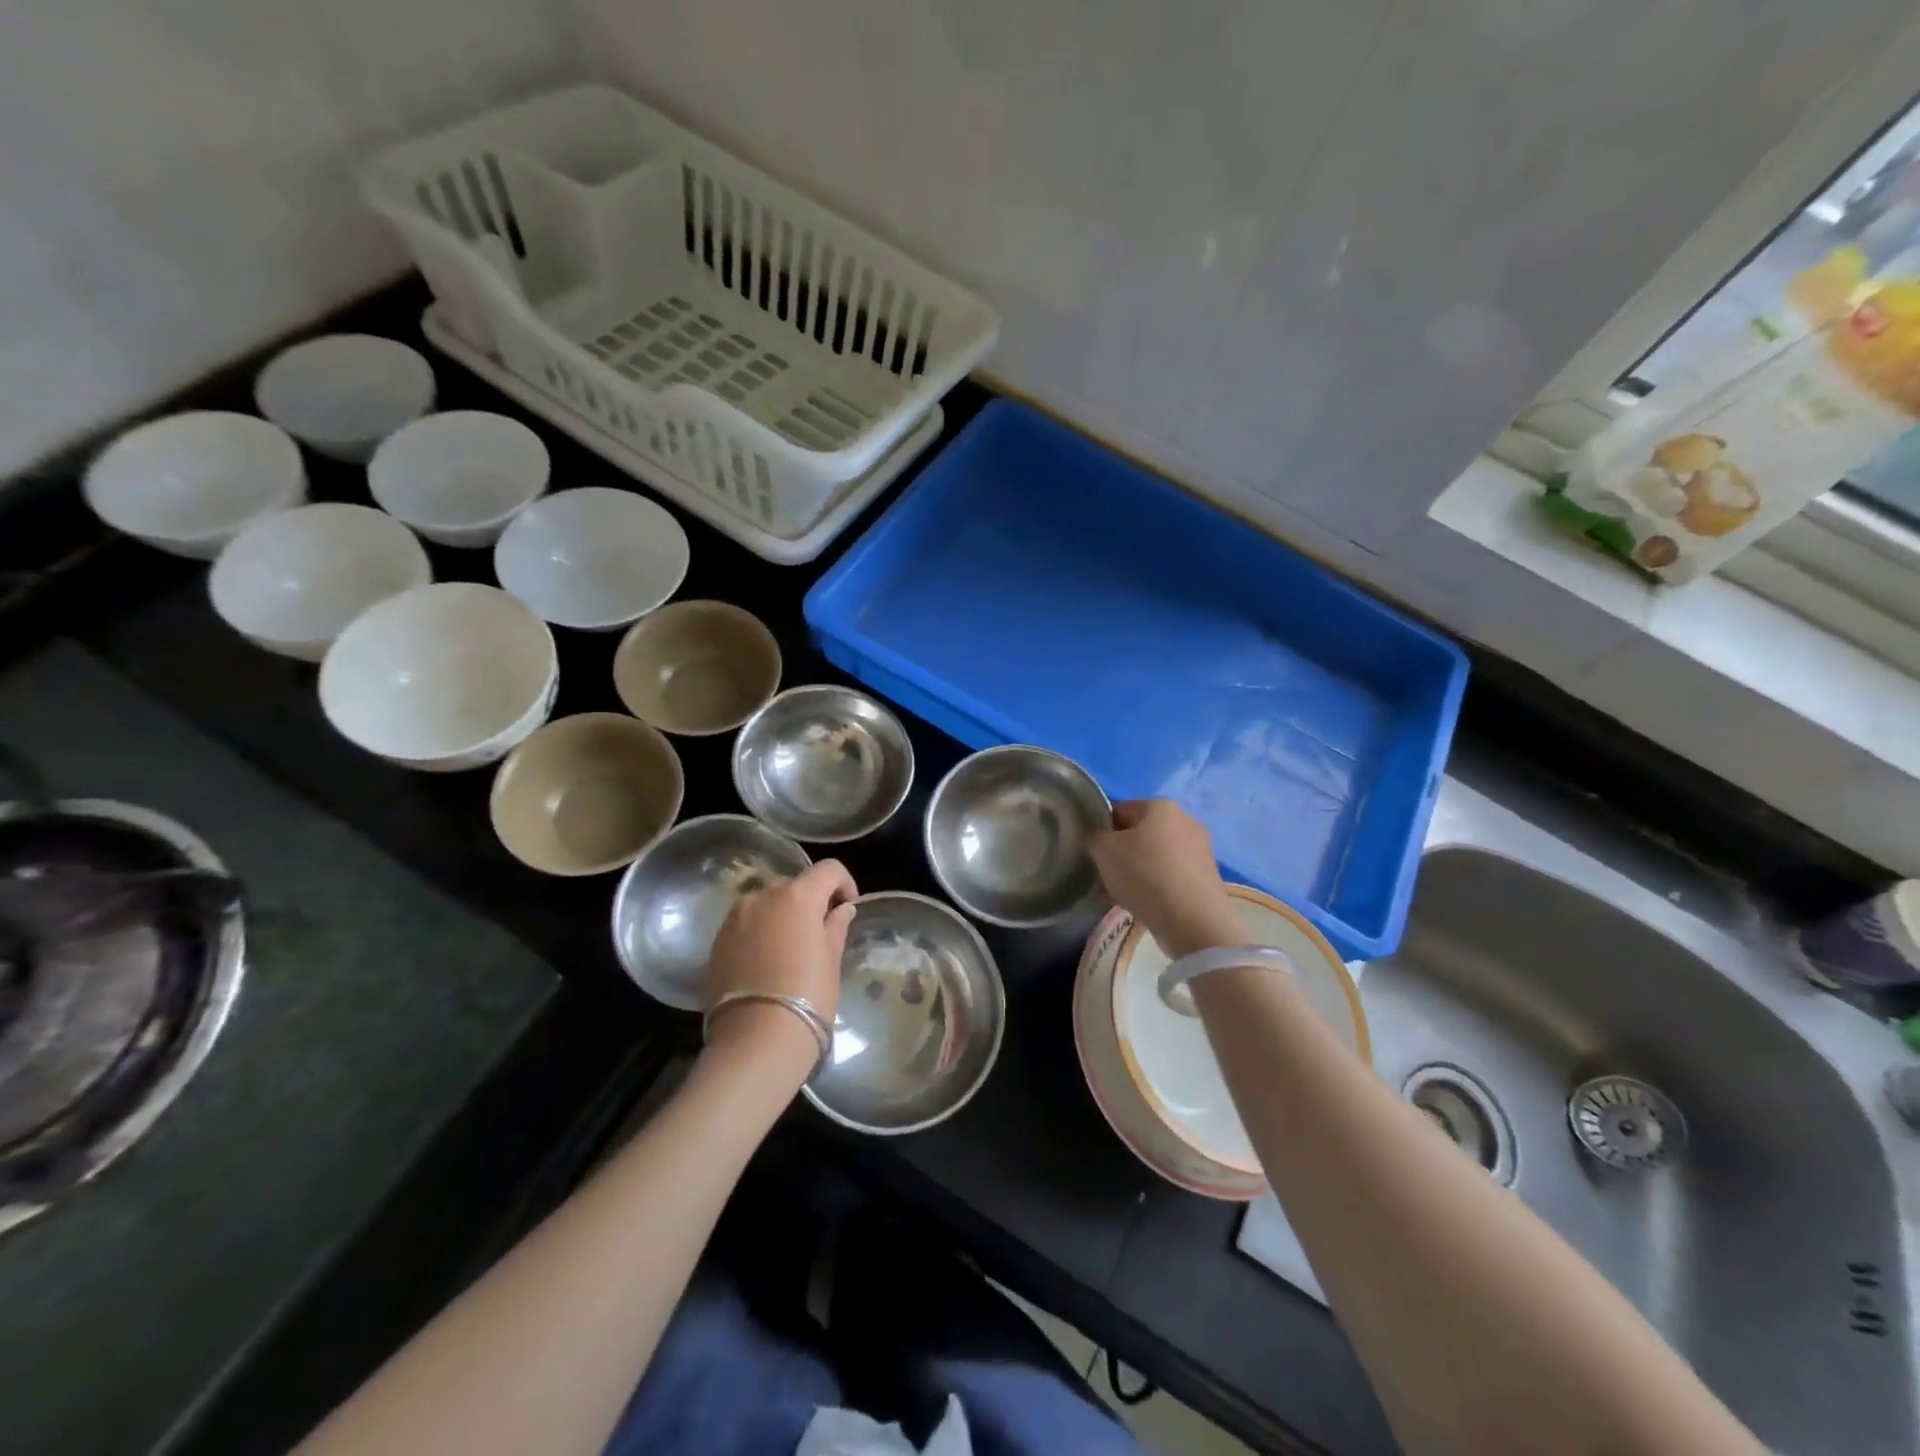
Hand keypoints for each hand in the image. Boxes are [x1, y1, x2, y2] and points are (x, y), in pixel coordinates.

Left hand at [703, 860, 857, 1078]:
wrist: (755, 1042)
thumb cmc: (808, 997)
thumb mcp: (831, 960)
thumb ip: (835, 926)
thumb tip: (842, 909)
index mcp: (796, 896)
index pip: (828, 870)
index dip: (844, 883)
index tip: (849, 908)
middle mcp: (762, 896)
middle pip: (794, 886)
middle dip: (811, 902)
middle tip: (823, 932)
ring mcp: (734, 919)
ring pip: (767, 905)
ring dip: (783, 917)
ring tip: (793, 950)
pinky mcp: (717, 942)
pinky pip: (747, 925)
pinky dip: (761, 933)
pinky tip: (769, 963)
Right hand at [1088, 800, 1243, 958]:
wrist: (1193, 921)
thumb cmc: (1144, 874)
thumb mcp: (1104, 850)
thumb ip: (1094, 837)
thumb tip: (1099, 840)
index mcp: (1161, 807)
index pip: (1119, 810)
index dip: (1101, 831)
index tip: (1092, 854)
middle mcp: (1185, 821)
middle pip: (1137, 836)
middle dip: (1117, 856)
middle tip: (1102, 878)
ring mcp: (1198, 851)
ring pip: (1152, 858)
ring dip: (1132, 874)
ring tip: (1115, 897)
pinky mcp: (1204, 878)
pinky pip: (1168, 877)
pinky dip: (1152, 887)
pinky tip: (1137, 906)